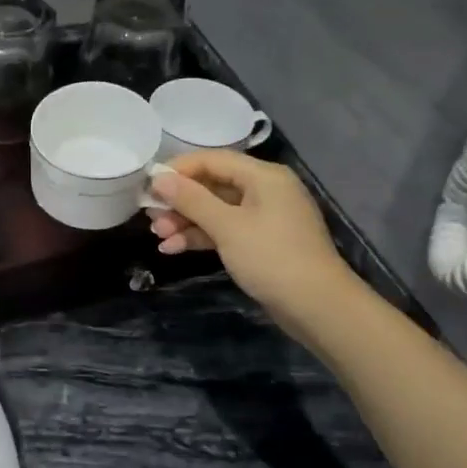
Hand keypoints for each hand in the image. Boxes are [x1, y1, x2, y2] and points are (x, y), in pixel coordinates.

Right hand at [147, 151, 353, 317]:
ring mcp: (263, 218)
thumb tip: (159, 177)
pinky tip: (174, 248)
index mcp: (263, 176)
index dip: (179, 170)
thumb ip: (191, 199)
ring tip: (158, 237)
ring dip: (186, 221)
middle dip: (179, 201)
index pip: (213, 160)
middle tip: (150, 216)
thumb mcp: (227, 226)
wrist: (317, 307)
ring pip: (215, 210)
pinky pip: (224, 230)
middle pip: (212, 185)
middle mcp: (265, 190)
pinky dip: (201, 236)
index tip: (148, 185)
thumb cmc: (271, 257)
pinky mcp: (260, 242)